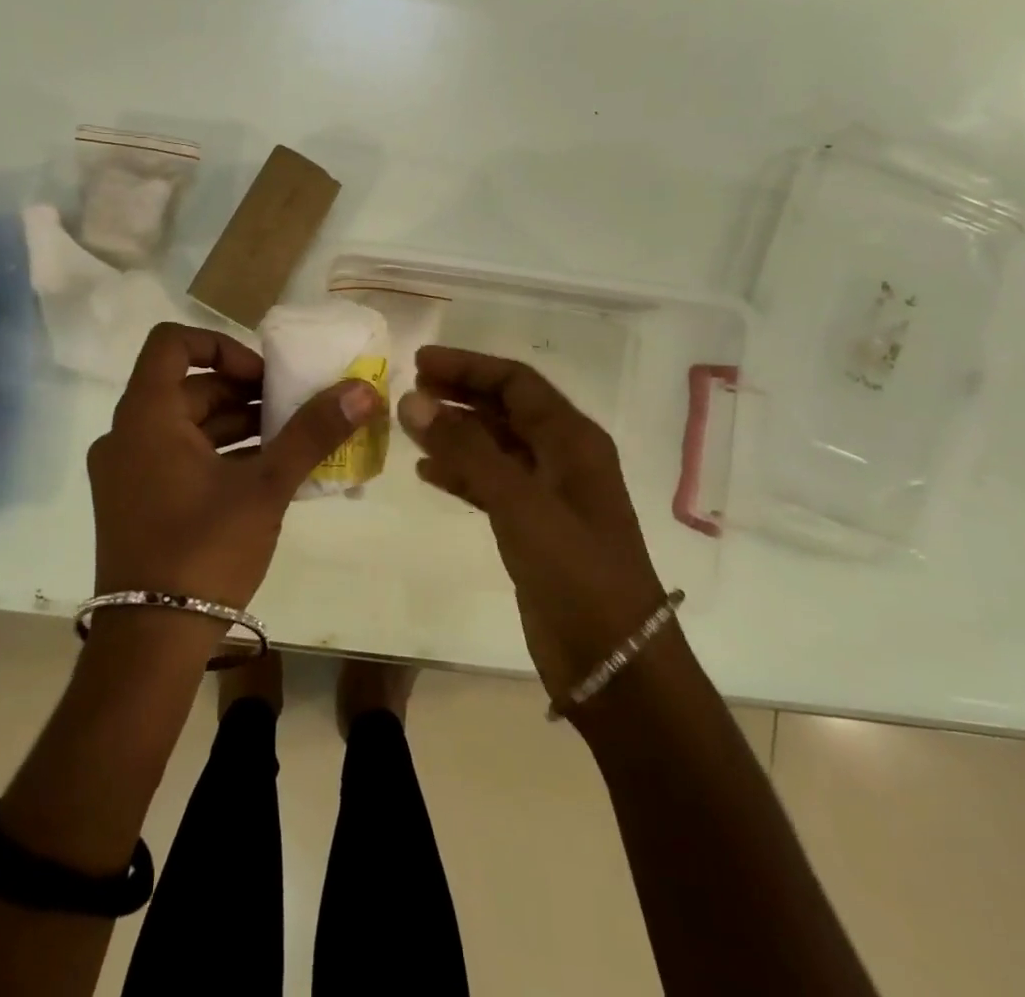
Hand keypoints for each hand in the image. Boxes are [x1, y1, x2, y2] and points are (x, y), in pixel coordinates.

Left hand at [87, 323, 381, 615]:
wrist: (150, 644)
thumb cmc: (204, 550)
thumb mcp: (265, 487)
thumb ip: (313, 433)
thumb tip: (363, 390)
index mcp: (146, 416)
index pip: (173, 343)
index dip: (222, 346)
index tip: (262, 375)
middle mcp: (127, 434)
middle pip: (187, 387)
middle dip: (243, 392)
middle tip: (291, 408)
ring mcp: (126, 471)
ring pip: (185, 425)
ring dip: (236, 425)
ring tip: (289, 440)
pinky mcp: (135, 502)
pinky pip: (178, 457)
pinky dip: (218, 455)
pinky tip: (265, 474)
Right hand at [397, 347, 667, 701]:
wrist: (614, 661)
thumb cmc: (576, 571)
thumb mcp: (520, 502)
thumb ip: (465, 449)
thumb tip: (412, 401)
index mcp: (572, 439)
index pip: (515, 382)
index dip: (468, 367)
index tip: (420, 363)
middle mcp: (562, 458)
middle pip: (505, 409)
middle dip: (459, 395)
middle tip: (410, 390)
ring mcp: (548, 494)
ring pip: (494, 446)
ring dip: (455, 433)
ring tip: (410, 426)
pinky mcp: (532, 528)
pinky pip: (490, 484)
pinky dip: (460, 473)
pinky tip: (427, 474)